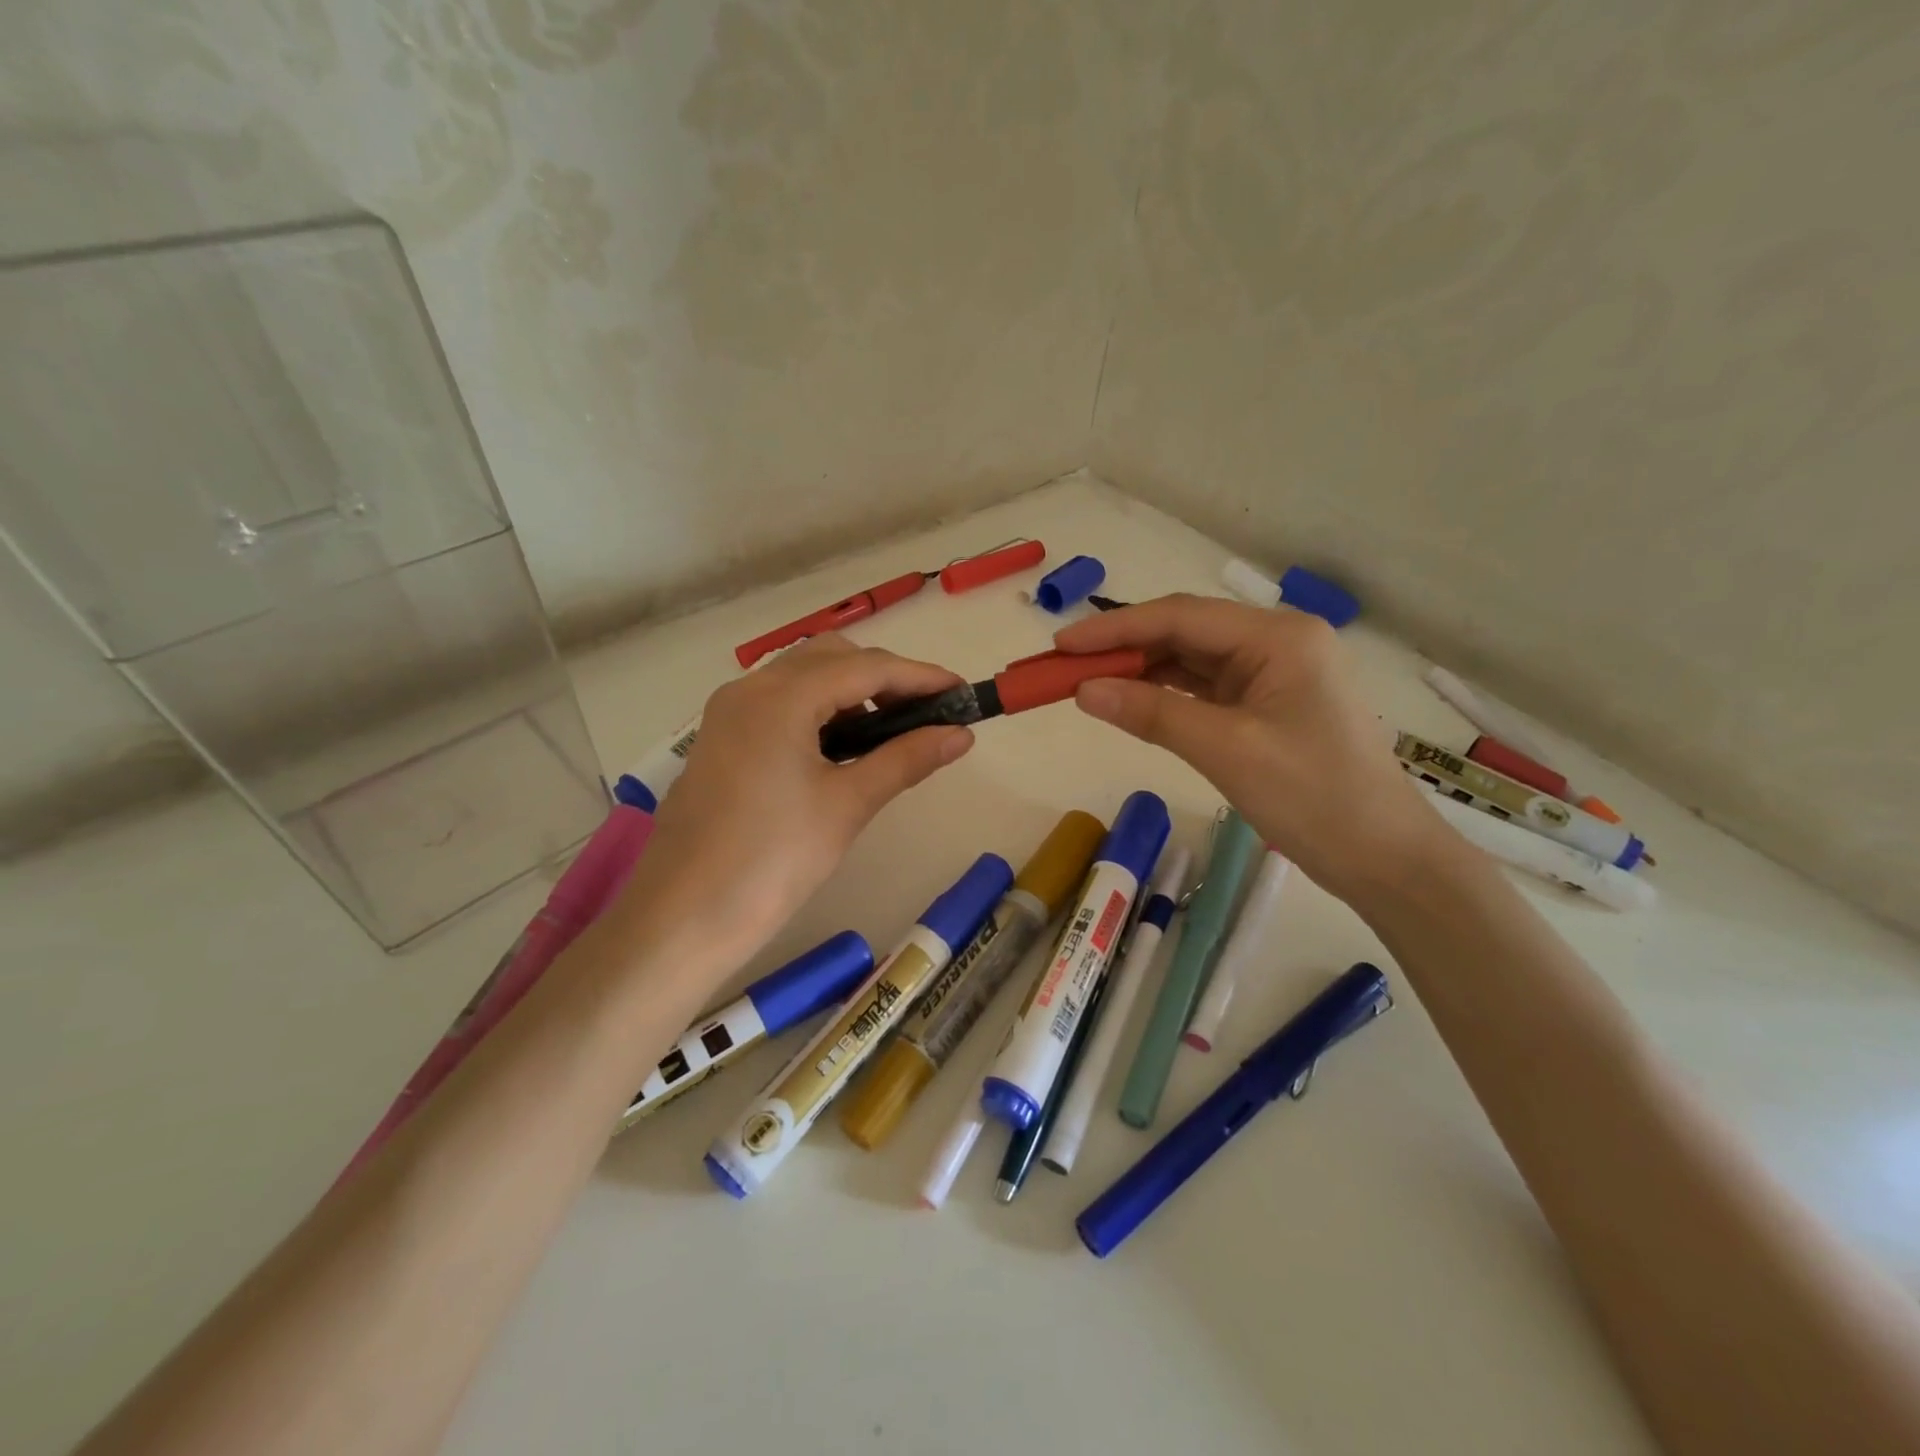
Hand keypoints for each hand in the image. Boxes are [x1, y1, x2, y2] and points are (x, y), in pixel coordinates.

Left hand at [613, 635, 974, 968]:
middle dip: (884, 677)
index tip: (963, 692)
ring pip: (803, 678)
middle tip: (927, 714)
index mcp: (781, 697)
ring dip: (851, 692)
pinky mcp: (721, 739)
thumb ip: (906, 759)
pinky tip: (842, 747)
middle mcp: (749, 689)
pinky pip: (779, 704)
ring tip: (890, 734)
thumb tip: (961, 735)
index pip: (866, 667)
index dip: (920, 676)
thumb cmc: (772, 861)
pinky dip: (819, 711)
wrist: (681, 919)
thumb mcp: (847, 805)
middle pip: (831, 658)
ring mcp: (729, 712)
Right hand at [1055, 594, 1443, 901]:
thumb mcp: (1226, 751)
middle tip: (1063, 669)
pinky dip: (1165, 695)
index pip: (1179, 617)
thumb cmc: (1314, 797)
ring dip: (1140, 672)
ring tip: (1086, 685)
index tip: (1059, 645)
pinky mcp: (1268, 707)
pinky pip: (1205, 690)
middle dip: (1123, 650)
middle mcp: (1277, 643)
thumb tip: (1083, 690)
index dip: (1114, 629)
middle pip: (1184, 633)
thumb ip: (1152, 713)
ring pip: (1191, 662)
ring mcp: (1274, 675)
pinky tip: (1131, 703)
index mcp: (1278, 637)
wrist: (1383, 858)